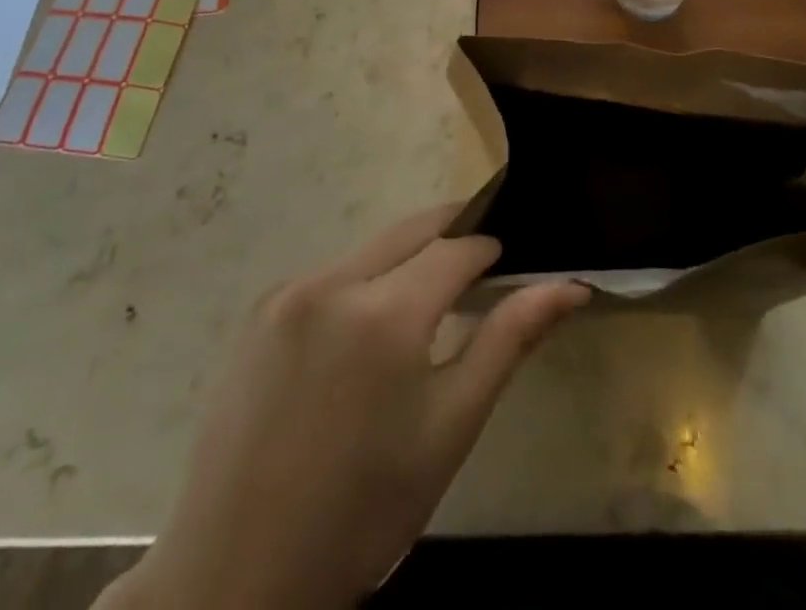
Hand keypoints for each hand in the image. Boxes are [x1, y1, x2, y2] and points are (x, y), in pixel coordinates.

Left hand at [109, 205, 587, 609]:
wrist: (235, 575)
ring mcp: (289, 292)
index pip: (457, 248)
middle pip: (413, 230)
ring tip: (427, 307)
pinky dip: (364, 282)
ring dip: (408, 260)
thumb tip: (569, 286)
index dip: (489, 250)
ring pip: (373, 248)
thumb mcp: (450, 428)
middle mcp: (334, 283)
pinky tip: (365, 337)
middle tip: (479, 268)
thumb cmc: (363, 511)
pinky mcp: (260, 310)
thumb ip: (508, 341)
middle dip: (452, 236)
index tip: (508, 265)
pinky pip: (332, 274)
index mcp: (385, 313)